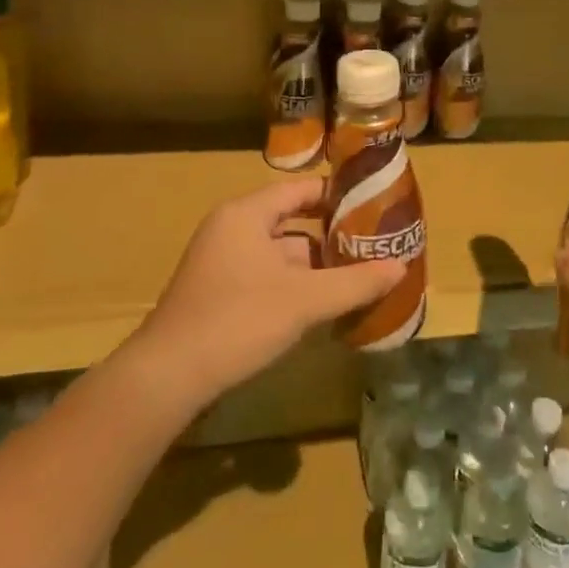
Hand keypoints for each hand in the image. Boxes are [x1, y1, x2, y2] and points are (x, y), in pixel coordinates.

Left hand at [136, 175, 405, 402]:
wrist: (167, 378)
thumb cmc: (237, 321)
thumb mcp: (304, 301)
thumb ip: (355, 282)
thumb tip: (401, 268)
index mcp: (246, 214)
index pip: (301, 190)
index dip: (338, 195)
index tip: (374, 205)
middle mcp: (232, 229)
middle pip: (293, 222)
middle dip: (332, 237)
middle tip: (373, 246)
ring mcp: (222, 262)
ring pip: (280, 254)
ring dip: (315, 266)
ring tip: (357, 277)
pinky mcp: (218, 293)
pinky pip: (266, 276)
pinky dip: (294, 286)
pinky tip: (322, 306)